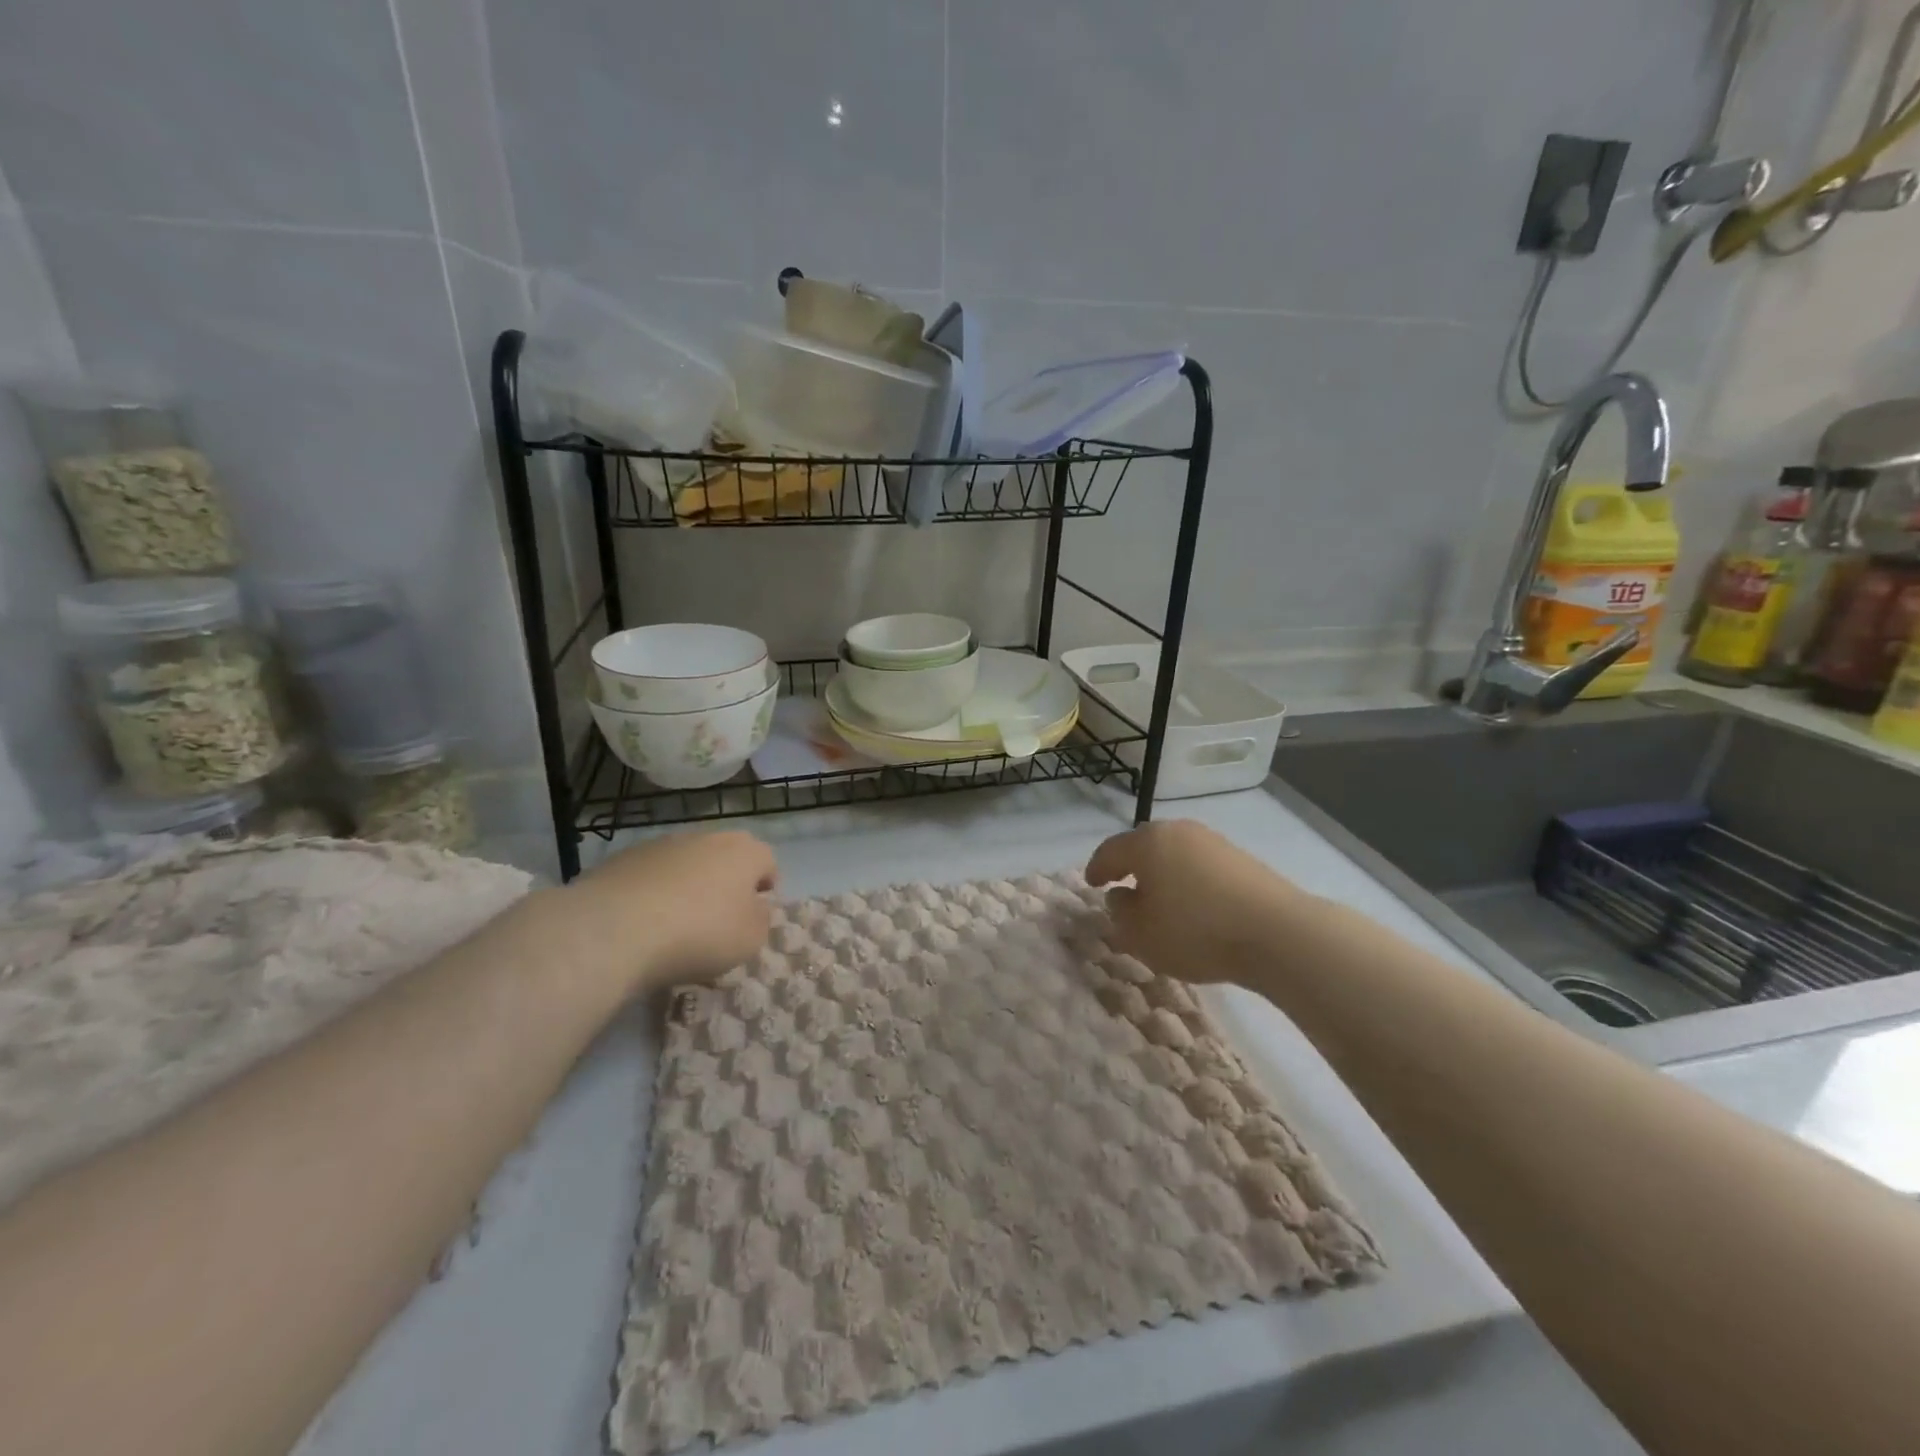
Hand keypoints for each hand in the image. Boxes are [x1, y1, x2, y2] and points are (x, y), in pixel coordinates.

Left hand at [573, 831, 776, 993]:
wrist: (615, 929)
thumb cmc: (699, 933)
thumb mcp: (750, 939)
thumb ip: (761, 919)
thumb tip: (754, 908)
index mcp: (744, 852)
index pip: (767, 862)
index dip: (765, 889)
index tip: (753, 916)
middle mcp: (706, 837)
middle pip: (725, 858)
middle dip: (725, 883)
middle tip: (716, 919)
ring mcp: (662, 844)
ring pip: (686, 864)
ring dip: (687, 886)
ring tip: (674, 924)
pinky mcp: (623, 858)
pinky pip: (650, 875)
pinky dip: (652, 892)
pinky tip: (642, 922)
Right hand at [1086, 820, 1304, 986]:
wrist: (1277, 933)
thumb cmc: (1196, 931)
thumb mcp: (1142, 934)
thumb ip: (1121, 913)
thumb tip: (1121, 896)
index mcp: (1147, 842)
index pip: (1110, 851)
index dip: (1096, 868)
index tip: (1091, 884)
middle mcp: (1178, 831)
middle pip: (1144, 845)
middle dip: (1130, 865)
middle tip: (1121, 886)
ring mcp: (1213, 841)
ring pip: (1174, 853)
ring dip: (1162, 872)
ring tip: (1159, 899)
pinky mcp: (1241, 858)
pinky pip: (1200, 865)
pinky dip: (1188, 880)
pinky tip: (1193, 904)